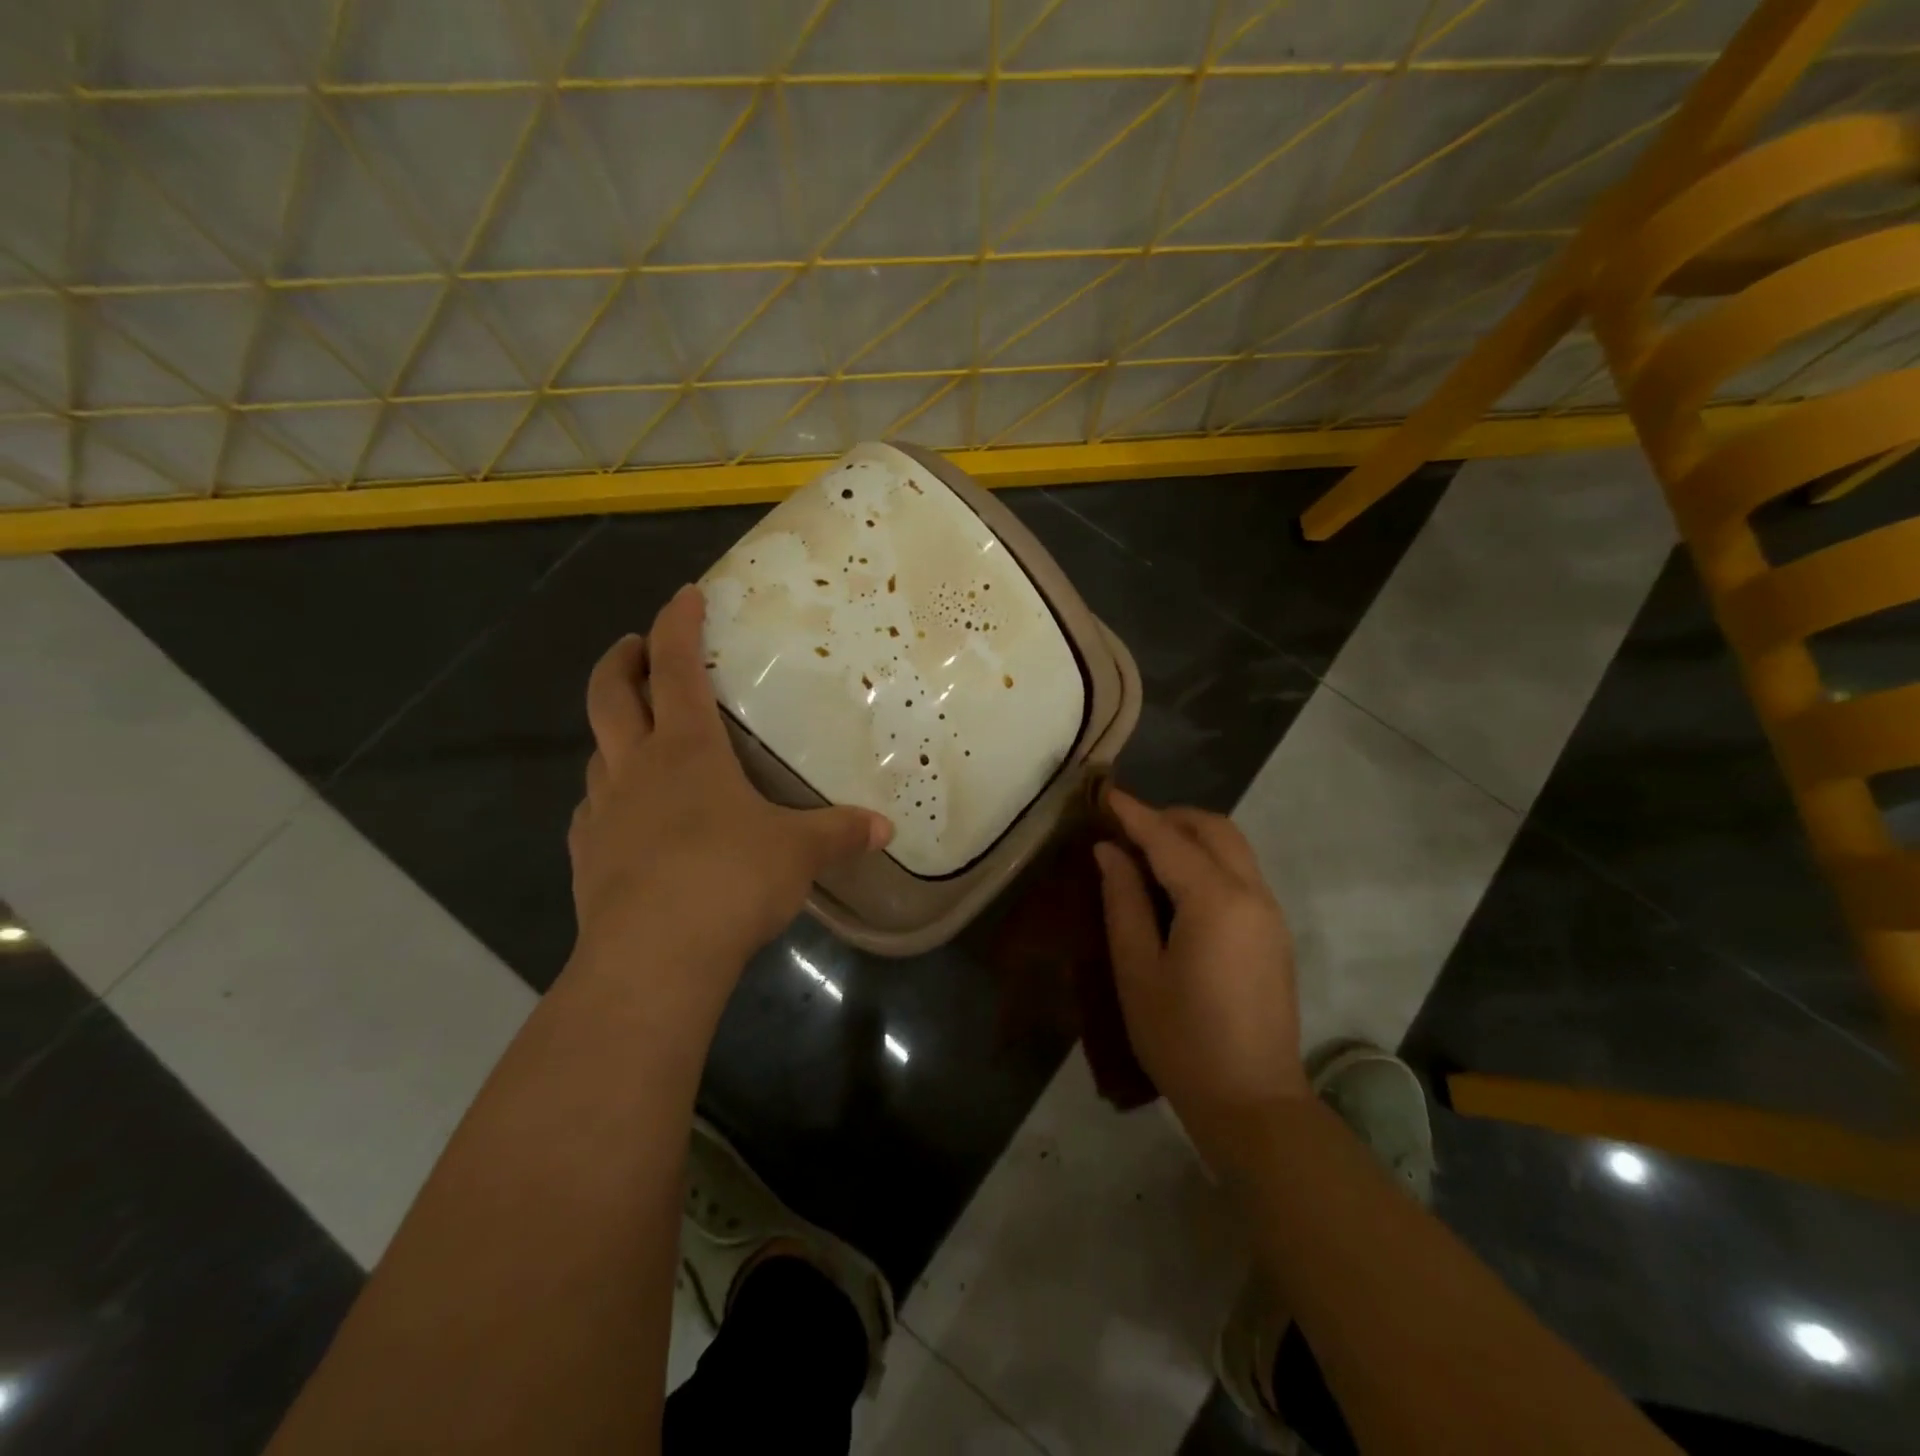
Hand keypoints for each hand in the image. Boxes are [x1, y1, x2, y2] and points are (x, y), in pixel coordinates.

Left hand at [567, 585, 891, 1026]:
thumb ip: (839, 833)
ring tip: (641, 736)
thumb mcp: (798, 853)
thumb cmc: (729, 880)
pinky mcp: (587, 857)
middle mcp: (636, 768)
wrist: (652, 958)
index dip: (678, 624)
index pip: (677, 667)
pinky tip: (627, 816)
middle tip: (637, 648)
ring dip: (615, 730)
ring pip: (597, 751)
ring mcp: (603, 812)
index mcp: (686, 749)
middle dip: (623, 660)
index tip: (685, 595)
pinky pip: (593, 809)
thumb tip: (885, 829)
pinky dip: (608, 795)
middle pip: (610, 694)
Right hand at [1094, 792, 1307, 1131]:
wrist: (1252, 1102)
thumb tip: (1109, 851)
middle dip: (1170, 816)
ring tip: (1147, 852)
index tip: (1105, 793)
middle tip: (1127, 827)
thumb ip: (1123, 901)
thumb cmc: (1181, 1039)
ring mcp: (1271, 913)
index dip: (1134, 814)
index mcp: (1215, 901)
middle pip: (1215, 829)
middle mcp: (1252, 894)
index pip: (1168, 839)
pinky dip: (1209, 860)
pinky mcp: (1275, 933)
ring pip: (1234, 847)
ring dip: (1192, 836)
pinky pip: (1242, 873)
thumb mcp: (1137, 970)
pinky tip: (1178, 885)